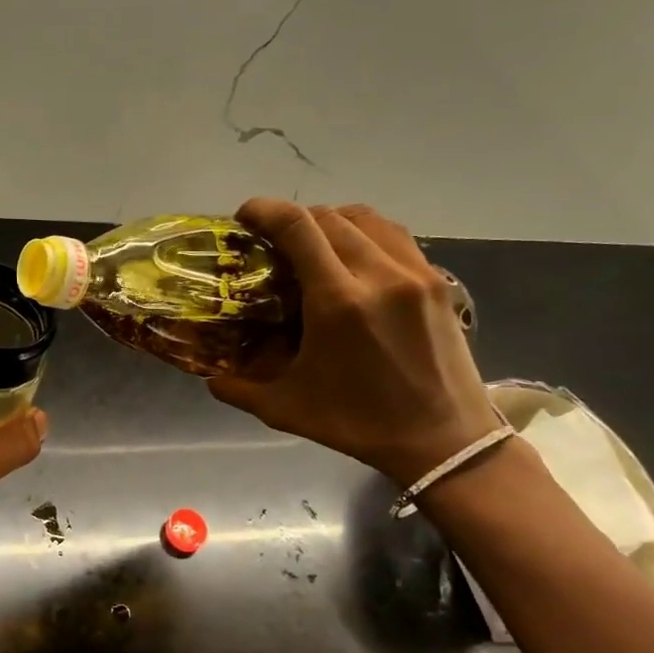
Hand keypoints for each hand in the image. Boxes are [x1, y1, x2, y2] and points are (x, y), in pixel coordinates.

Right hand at [208, 200, 496, 483]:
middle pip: (328, 216)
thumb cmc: (359, 424)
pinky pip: (394, 236)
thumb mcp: (286, 409)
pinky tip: (353, 257)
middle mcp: (379, 275)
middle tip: (272, 241)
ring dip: (330, 221)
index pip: (298, 227)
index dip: (265, 210)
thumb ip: (238, 389)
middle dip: (293, 219)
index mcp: (338, 302)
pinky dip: (365, 233)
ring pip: (365, 218)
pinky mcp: (437, 281)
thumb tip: (209, 376)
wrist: (444, 442)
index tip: (244, 217)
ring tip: (312, 244)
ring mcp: (415, 274)